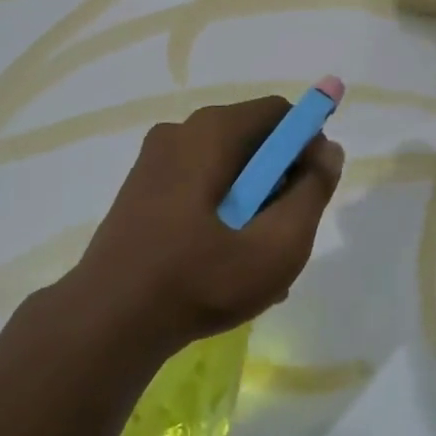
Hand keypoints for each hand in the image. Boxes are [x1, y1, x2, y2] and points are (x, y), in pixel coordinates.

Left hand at [63, 97, 344, 358]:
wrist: (108, 321)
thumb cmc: (199, 280)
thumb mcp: (276, 245)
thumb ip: (312, 192)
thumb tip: (327, 150)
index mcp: (210, 132)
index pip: (279, 113)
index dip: (307, 146)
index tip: (313, 192)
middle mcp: (180, 132)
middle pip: (251, 141)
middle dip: (279, 183)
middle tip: (285, 235)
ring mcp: (154, 161)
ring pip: (226, 170)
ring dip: (252, 206)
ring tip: (257, 263)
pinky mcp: (141, 189)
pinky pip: (198, 187)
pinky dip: (221, 214)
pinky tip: (225, 265)